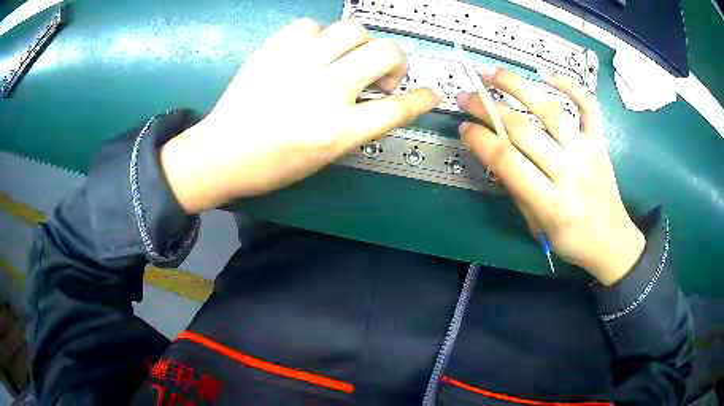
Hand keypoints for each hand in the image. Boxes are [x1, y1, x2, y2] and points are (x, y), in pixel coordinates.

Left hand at [161, 19, 440, 212]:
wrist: (220, 154)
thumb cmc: (272, 165)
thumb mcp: (324, 157)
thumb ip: (357, 125)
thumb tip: (378, 98)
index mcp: (337, 131)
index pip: (397, 107)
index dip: (422, 98)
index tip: (430, 93)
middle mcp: (323, 93)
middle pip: (385, 53)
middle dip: (397, 62)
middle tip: (383, 76)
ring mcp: (296, 66)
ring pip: (352, 30)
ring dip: (361, 44)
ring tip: (348, 59)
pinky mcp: (273, 51)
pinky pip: (310, 25)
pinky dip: (320, 36)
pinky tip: (313, 51)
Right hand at [457, 70, 644, 284]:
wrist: (611, 240)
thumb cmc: (572, 239)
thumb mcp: (537, 225)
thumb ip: (515, 188)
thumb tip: (492, 152)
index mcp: (551, 203)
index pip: (507, 161)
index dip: (480, 139)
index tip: (464, 127)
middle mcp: (570, 172)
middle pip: (524, 130)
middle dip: (488, 109)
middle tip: (467, 97)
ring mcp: (587, 151)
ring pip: (550, 110)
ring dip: (517, 86)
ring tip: (492, 73)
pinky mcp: (600, 141)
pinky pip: (587, 105)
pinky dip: (569, 84)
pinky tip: (546, 75)